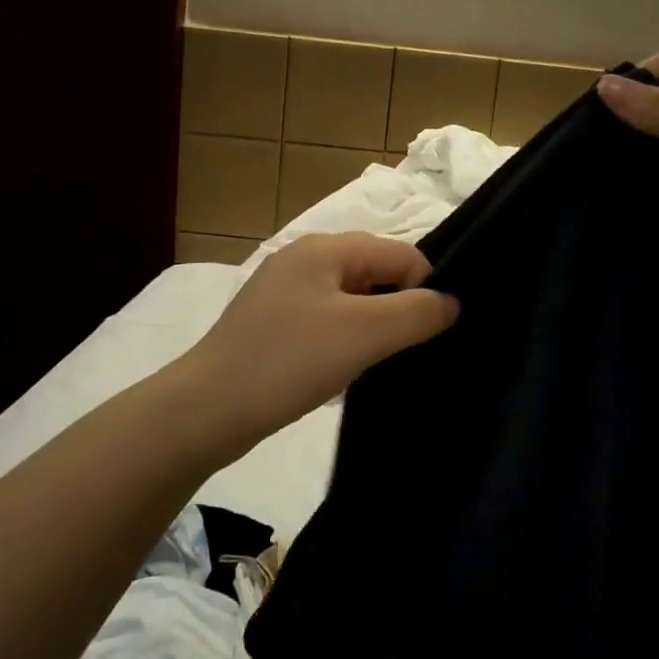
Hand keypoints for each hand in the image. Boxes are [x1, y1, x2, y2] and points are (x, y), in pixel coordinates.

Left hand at [183, 232, 458, 441]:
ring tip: (376, 366)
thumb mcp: (364, 333)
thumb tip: (451, 303)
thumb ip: (416, 312)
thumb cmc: (289, 361)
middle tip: (407, 352)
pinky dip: (344, 344)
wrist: (207, 410)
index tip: (431, 333)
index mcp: (324, 248)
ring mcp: (283, 294)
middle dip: (398, 310)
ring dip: (372, 331)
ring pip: (351, 303)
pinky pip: (326, 325)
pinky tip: (345, 375)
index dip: (425, 288)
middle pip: (374, 274)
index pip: (399, 253)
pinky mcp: (272, 327)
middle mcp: (303, 261)